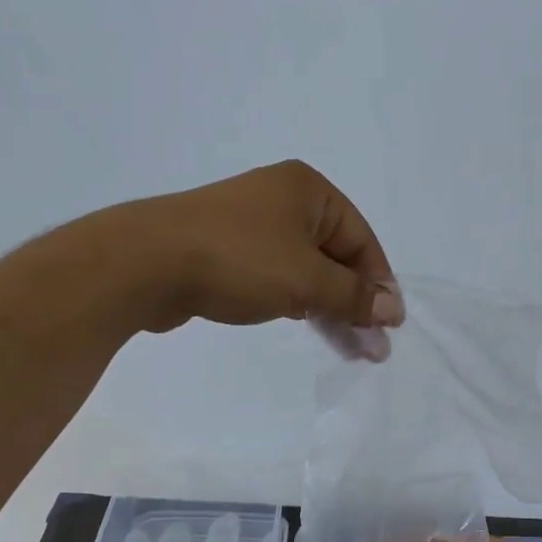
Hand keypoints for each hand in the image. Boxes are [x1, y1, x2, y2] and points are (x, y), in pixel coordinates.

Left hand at [112, 161, 401, 358]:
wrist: (148, 263)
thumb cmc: (239, 260)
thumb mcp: (307, 279)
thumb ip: (354, 296)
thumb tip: (393, 309)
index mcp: (308, 191)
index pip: (361, 239)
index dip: (379, 284)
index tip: (389, 327)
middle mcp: (283, 201)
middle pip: (336, 256)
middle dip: (356, 303)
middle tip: (372, 349)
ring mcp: (253, 227)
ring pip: (307, 271)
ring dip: (330, 309)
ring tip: (350, 351)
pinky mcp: (229, 253)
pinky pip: (279, 278)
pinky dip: (299, 303)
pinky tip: (312, 327)